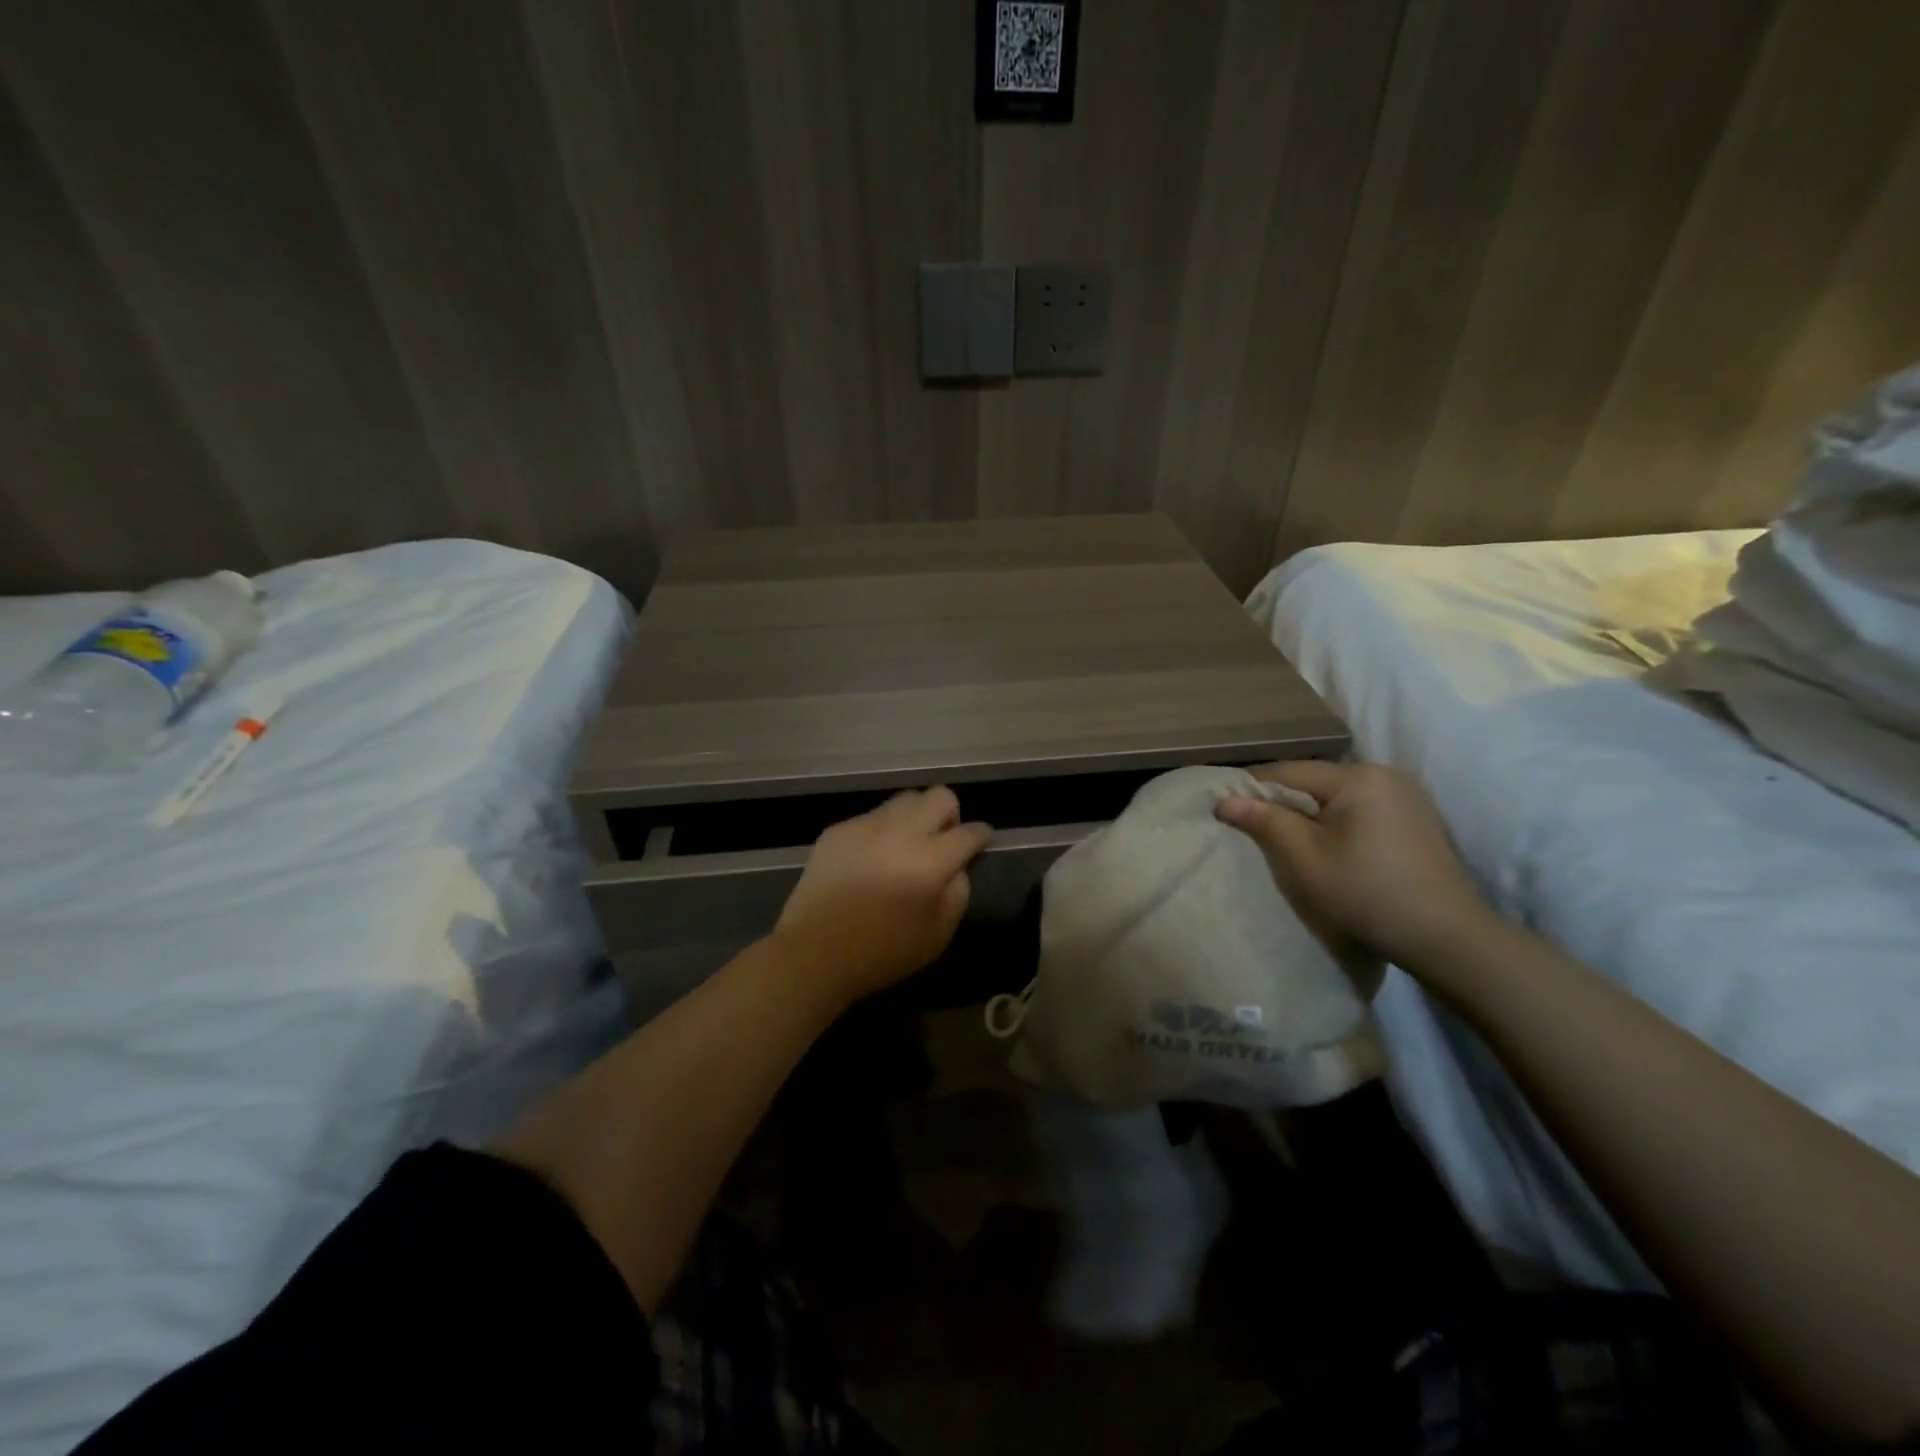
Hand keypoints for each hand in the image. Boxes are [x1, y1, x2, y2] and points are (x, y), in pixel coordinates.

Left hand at [769, 787, 991, 1006]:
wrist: (813, 953)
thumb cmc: (882, 952)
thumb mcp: (938, 935)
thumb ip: (958, 894)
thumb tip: (957, 868)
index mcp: (930, 861)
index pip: (969, 833)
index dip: (980, 836)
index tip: (980, 842)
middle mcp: (900, 832)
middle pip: (939, 796)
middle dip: (949, 814)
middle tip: (941, 842)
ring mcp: (866, 826)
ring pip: (904, 799)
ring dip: (915, 817)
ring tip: (905, 847)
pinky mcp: (838, 830)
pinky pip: (872, 817)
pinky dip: (882, 831)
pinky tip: (871, 860)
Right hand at [1214, 761, 1493, 970]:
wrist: (1447, 938)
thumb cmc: (1366, 894)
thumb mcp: (1305, 859)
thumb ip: (1265, 821)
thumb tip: (1224, 799)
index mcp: (1358, 777)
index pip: (1288, 772)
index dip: (1253, 788)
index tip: (1225, 807)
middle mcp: (1385, 774)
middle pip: (1315, 781)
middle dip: (1284, 801)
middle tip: (1255, 827)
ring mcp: (1407, 795)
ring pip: (1338, 795)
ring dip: (1311, 812)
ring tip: (1289, 839)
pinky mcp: (1418, 818)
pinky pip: (1363, 808)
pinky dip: (1339, 821)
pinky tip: (1332, 847)